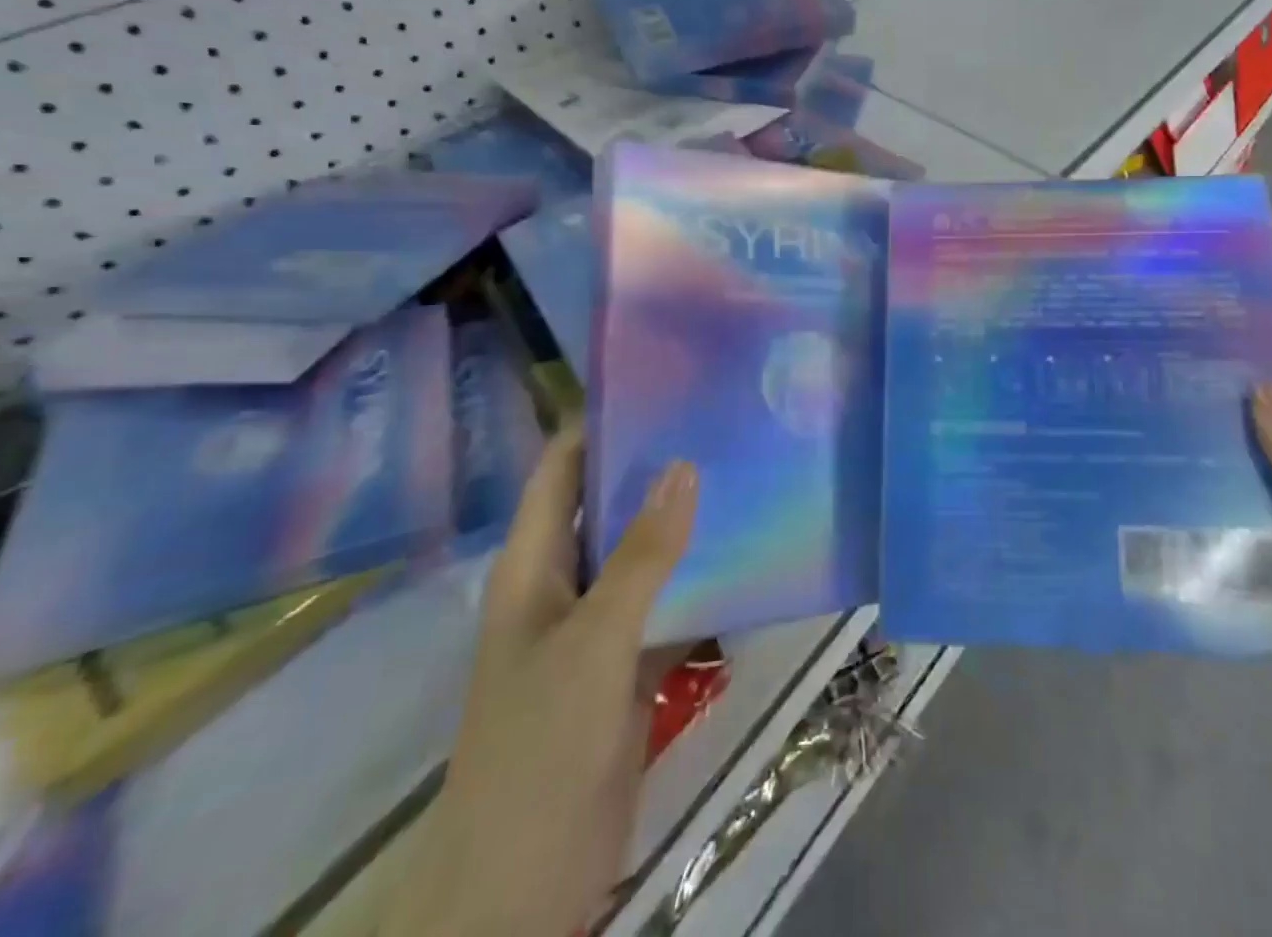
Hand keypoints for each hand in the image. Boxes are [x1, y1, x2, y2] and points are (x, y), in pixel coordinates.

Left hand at [383, 430, 697, 936]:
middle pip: (606, 507)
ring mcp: (596, 628)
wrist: (524, 886)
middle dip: (653, 468)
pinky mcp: (628, 667)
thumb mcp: (594, 640)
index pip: (559, 471)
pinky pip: (668, 607)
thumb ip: (641, 554)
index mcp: (532, 566)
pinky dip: (699, 583)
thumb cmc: (540, 745)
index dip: (597, 425)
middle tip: (718, 422)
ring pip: (642, 558)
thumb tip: (683, 465)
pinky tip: (747, 556)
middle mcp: (561, 585)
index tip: (658, 385)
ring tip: (743, 473)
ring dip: (682, 524)